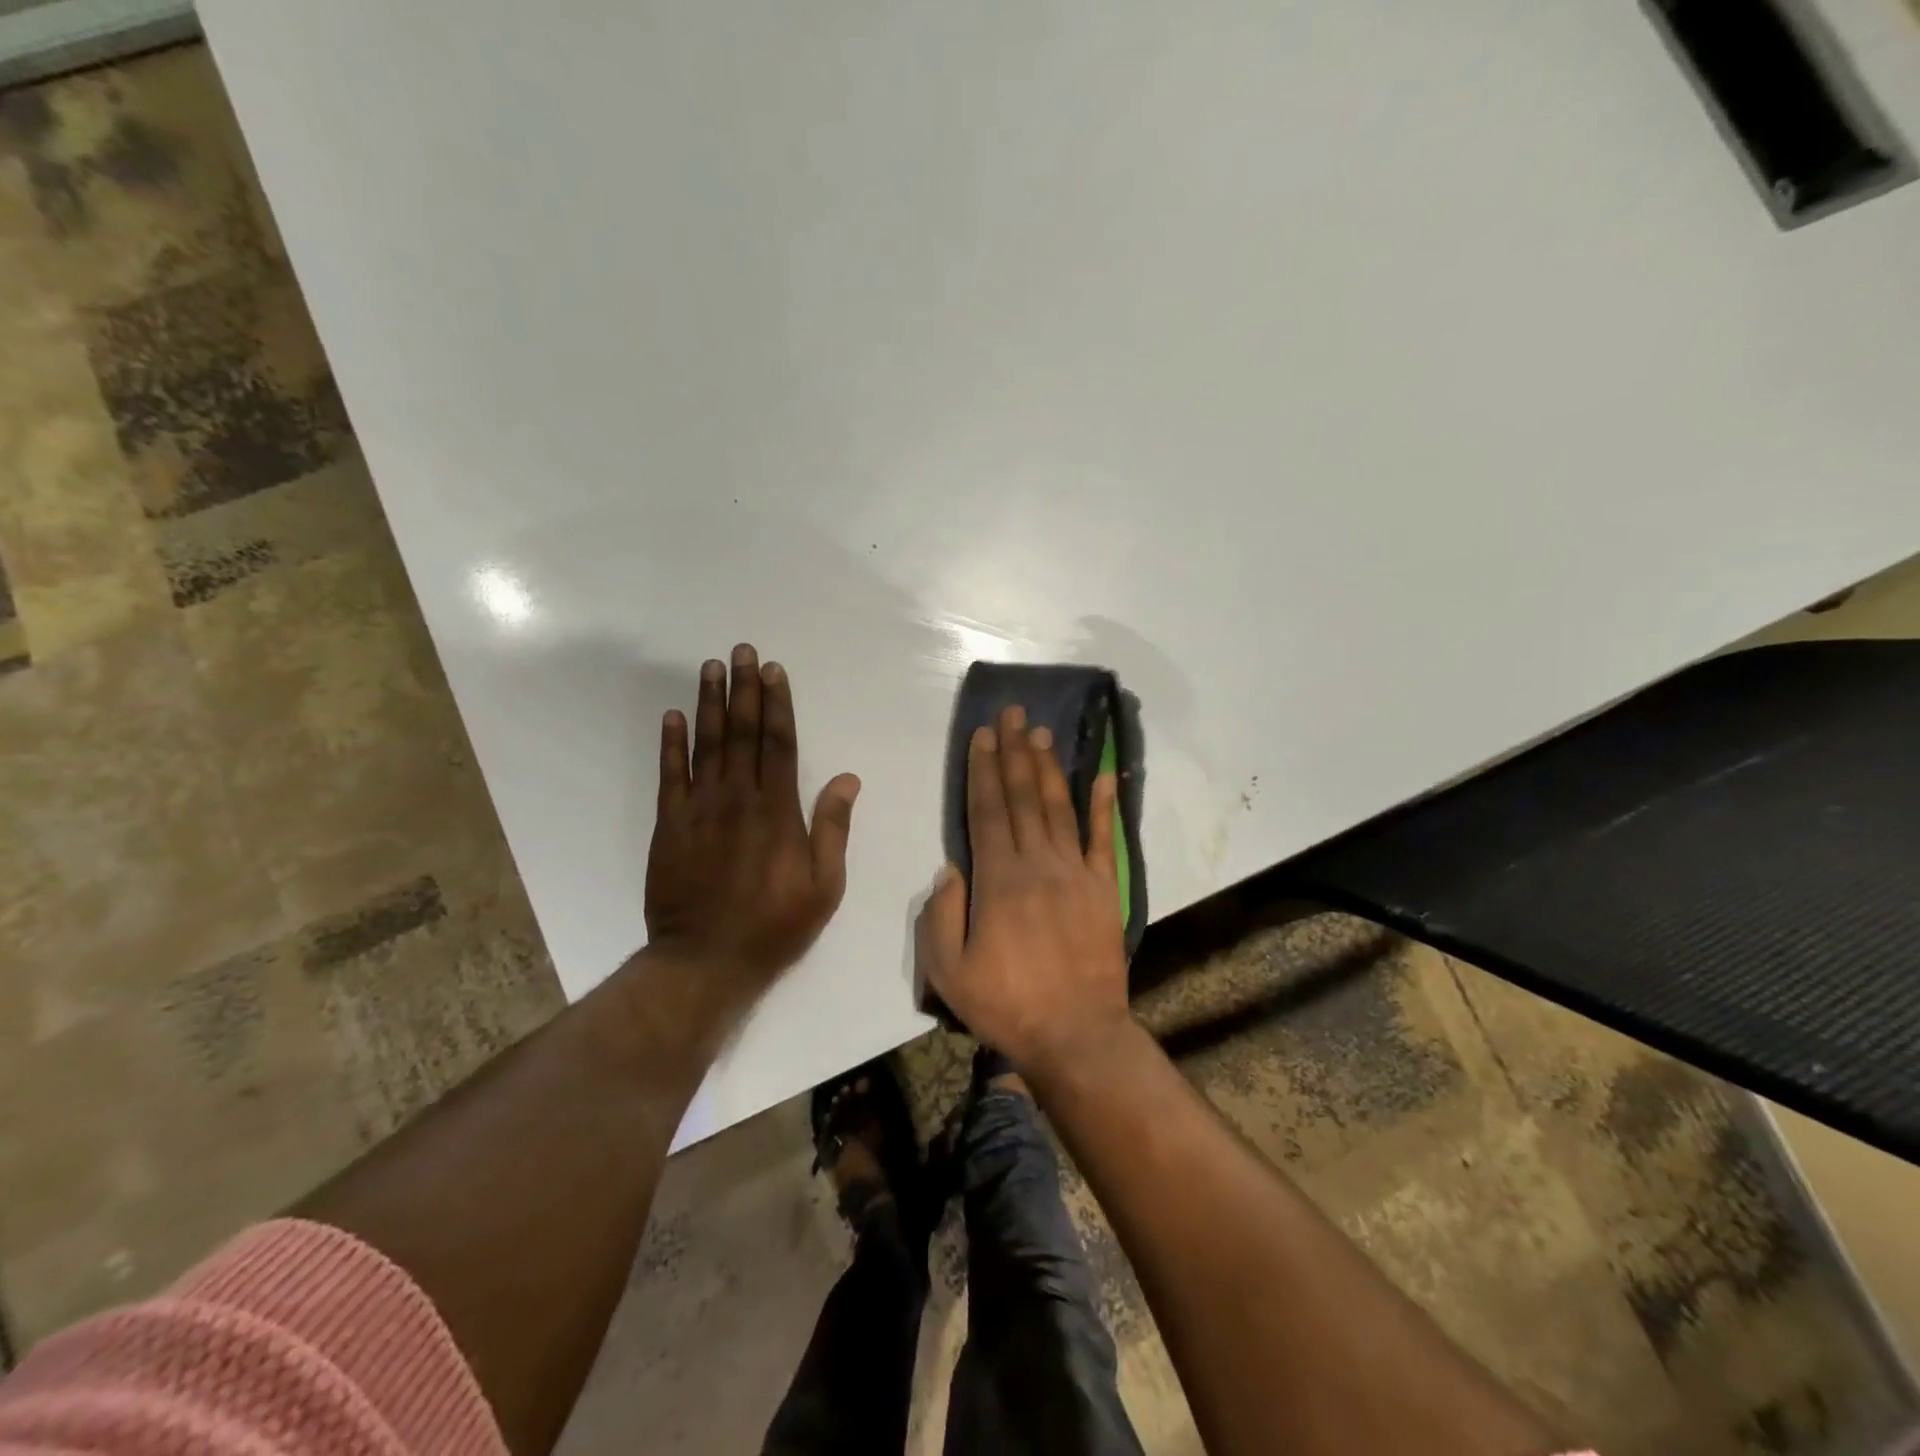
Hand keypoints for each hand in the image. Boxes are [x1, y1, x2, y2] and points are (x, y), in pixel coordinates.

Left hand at [645, 644, 859, 996]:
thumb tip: (846, 779)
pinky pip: (670, 775)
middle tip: (741, 651)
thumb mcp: (823, 885)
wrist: (705, 961)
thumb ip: (832, 828)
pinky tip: (673, 716)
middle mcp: (738, 798)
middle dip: (743, 689)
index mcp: (778, 811)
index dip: (776, 704)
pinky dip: (671, 744)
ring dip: (709, 703)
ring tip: (710, 668)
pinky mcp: (670, 826)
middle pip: (742, 733)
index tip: (773, 671)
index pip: (778, 743)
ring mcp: (699, 809)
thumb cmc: (774, 925)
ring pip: (706, 745)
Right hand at [917, 704, 1131, 1075]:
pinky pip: (1105, 839)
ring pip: (1058, 808)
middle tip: (1014, 714)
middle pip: (1022, 797)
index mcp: (998, 880)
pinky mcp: (1105, 888)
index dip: (983, 770)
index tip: (984, 735)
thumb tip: (949, 869)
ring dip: (1049, 768)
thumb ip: (940, 916)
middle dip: (1015, 752)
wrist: (1077, 1035)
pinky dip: (1104, 805)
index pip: (986, 811)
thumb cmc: (1007, 1005)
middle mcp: (1037, 864)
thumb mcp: (949, 972)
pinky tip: (1103, 775)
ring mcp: (1076, 873)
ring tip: (1043, 733)